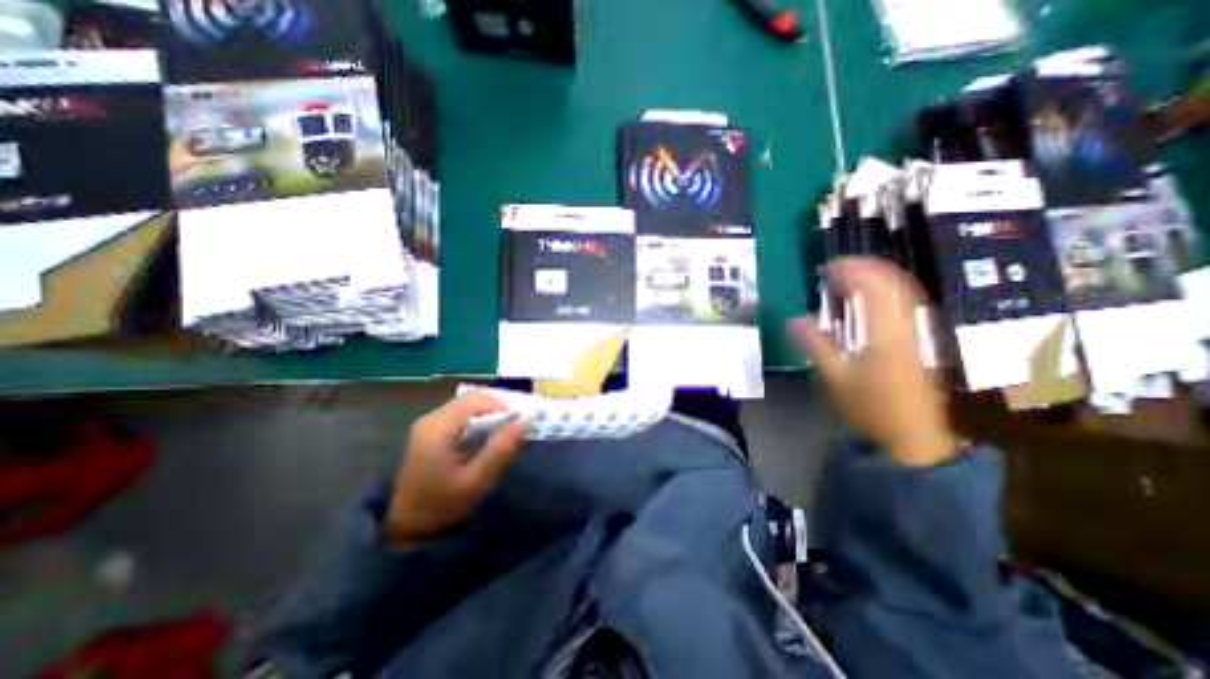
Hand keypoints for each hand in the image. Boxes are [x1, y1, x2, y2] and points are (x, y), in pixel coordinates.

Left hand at [382, 390, 524, 543]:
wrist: (409, 526)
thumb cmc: (444, 504)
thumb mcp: (477, 479)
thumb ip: (501, 447)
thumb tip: (525, 419)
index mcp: (439, 429)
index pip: (476, 400)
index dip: (501, 405)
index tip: (520, 420)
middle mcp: (431, 418)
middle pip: (471, 397)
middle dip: (497, 407)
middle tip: (514, 425)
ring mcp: (429, 422)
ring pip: (467, 403)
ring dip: (489, 411)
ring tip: (503, 431)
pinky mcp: (430, 429)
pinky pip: (461, 412)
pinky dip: (478, 417)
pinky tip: (486, 435)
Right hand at [790, 255, 960, 466]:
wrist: (914, 431)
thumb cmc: (872, 405)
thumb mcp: (835, 376)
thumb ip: (815, 344)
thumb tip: (794, 319)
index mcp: (886, 330)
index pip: (873, 285)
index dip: (850, 270)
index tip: (826, 267)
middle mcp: (908, 322)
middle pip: (892, 280)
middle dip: (864, 268)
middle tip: (835, 268)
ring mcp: (919, 328)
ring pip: (902, 288)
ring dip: (876, 276)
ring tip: (849, 277)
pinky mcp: (921, 336)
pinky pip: (906, 300)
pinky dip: (886, 290)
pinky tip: (870, 297)